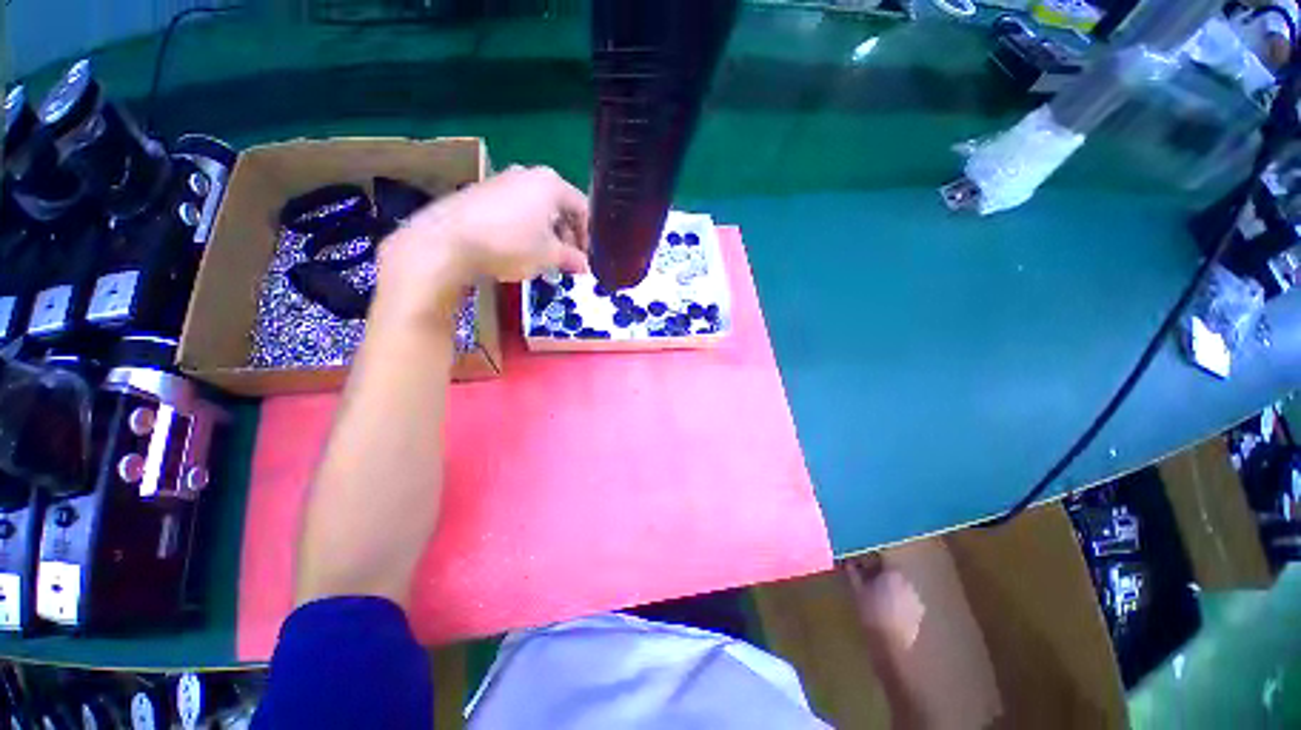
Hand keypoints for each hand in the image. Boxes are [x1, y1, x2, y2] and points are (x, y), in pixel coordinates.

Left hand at [380, 164, 588, 295]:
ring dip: (546, 234)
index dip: (588, 236)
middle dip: (566, 235)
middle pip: (559, 207)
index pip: (582, 208)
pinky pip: (515, 210)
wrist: (448, 240)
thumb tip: (585, 266)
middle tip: (567, 260)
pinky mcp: (482, 192)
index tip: (586, 258)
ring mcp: (502, 180)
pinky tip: (518, 249)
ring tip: (543, 258)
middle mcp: (528, 174)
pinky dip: (524, 229)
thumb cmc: (511, 244)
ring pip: (536, 209)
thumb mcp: (549, 255)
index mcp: (551, 184)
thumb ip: (572, 259)